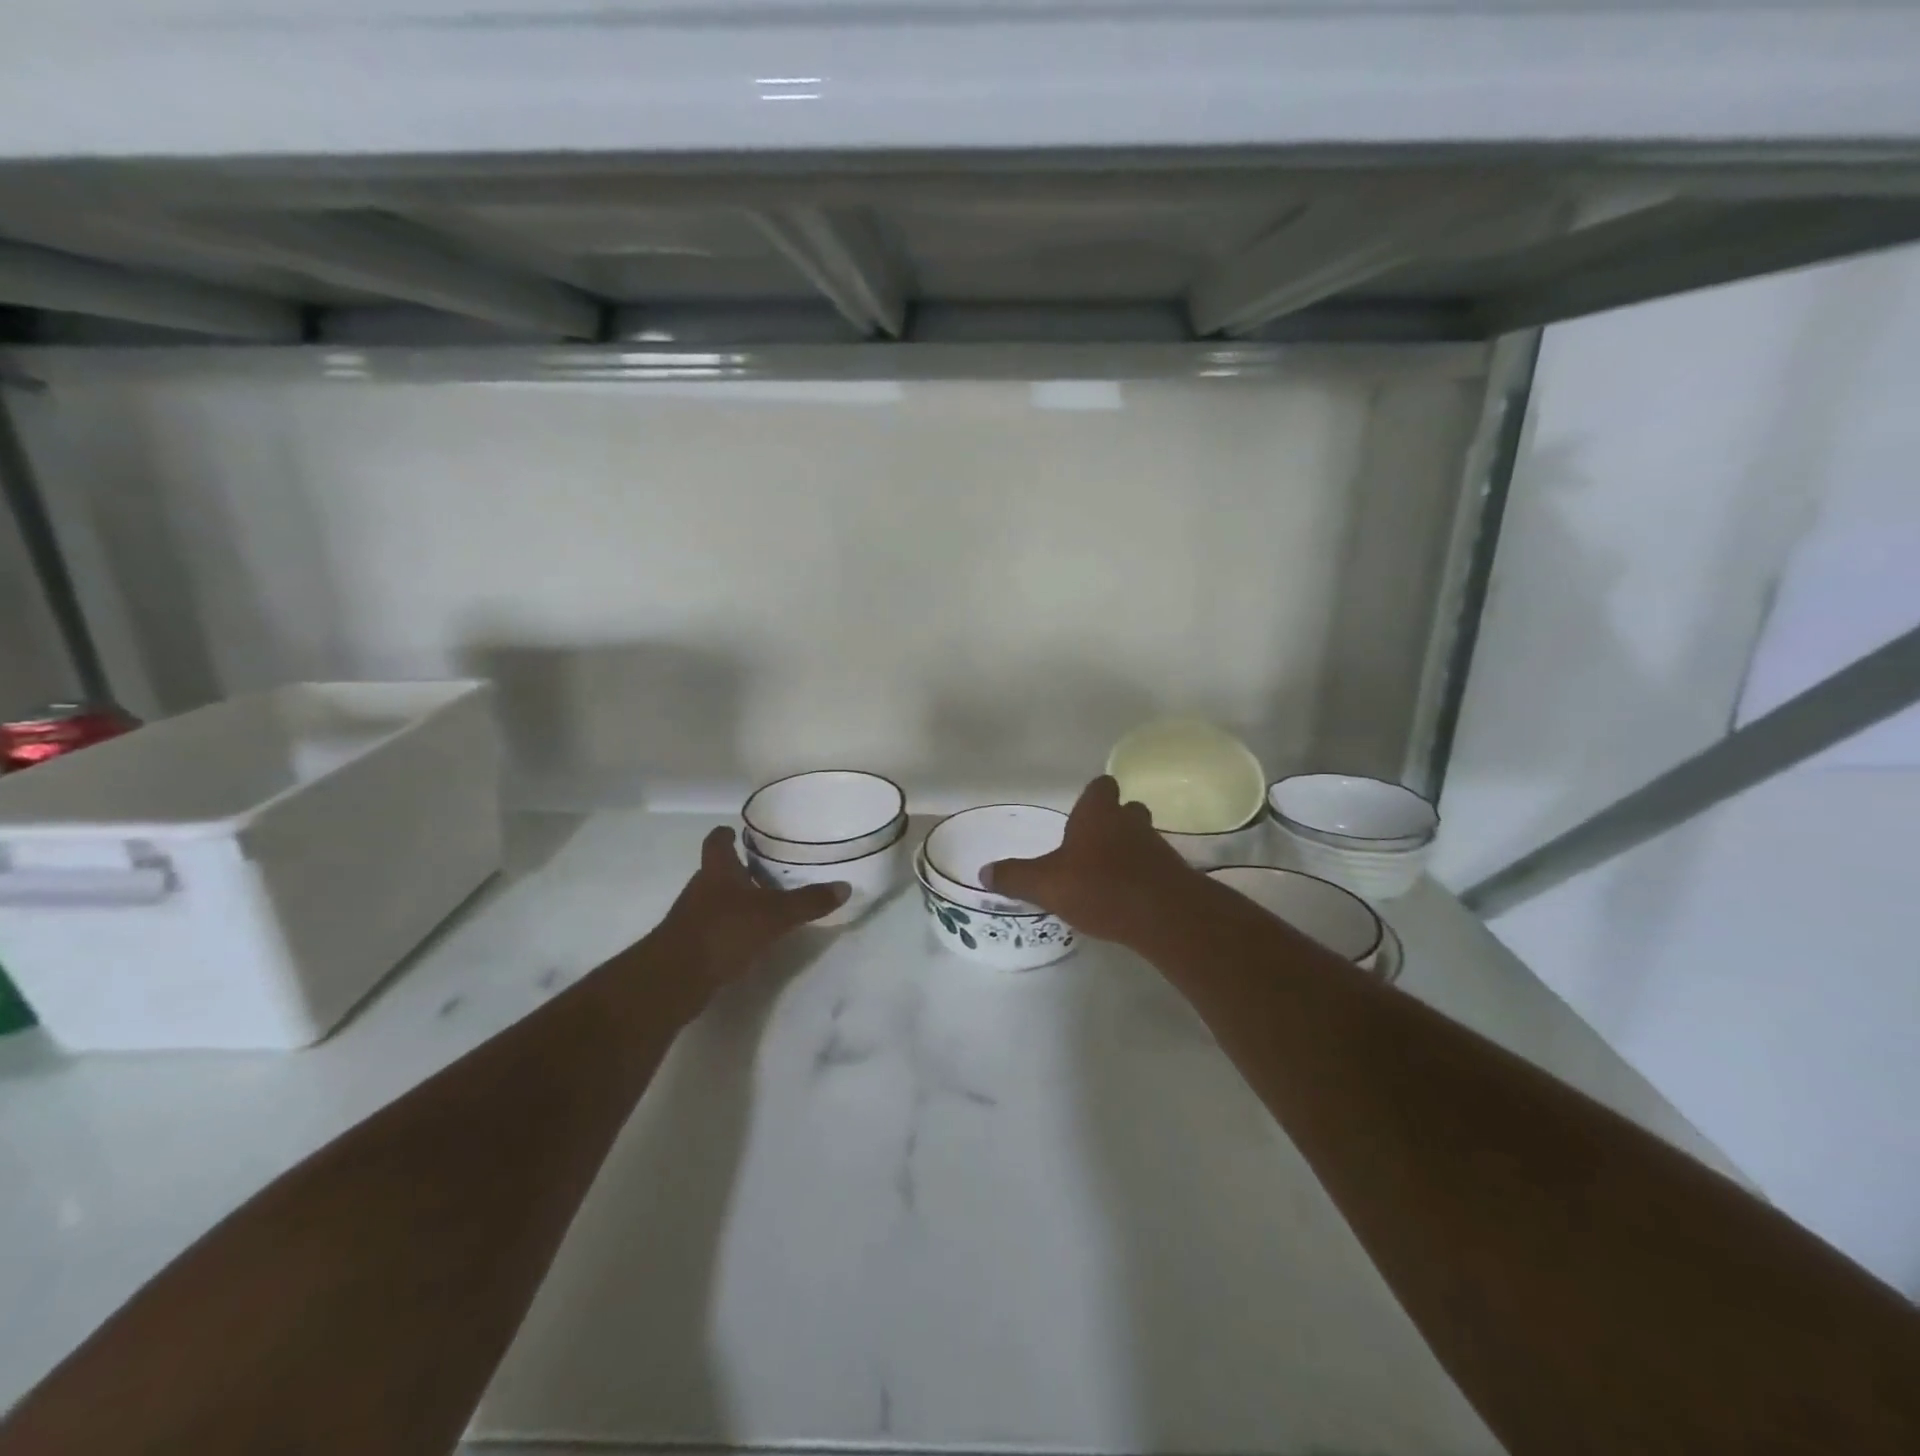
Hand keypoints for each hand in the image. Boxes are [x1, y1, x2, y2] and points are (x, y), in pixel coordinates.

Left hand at [652, 826, 849, 998]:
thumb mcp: (775, 915)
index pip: (717, 842)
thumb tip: (845, 887)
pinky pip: (713, 929)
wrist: (674, 979)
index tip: (738, 832)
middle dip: (738, 871)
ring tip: (764, 906)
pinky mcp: (689, 946)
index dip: (727, 835)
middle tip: (766, 871)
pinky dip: (729, 930)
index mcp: (717, 870)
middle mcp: (701, 888)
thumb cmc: (723, 931)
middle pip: (717, 872)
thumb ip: (809, 902)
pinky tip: (748, 940)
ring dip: (735, 902)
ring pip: (715, 901)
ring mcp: (691, 918)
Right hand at [983, 775, 1198, 943]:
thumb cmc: (1099, 886)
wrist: (1164, 915)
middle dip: (1111, 823)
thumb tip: (983, 872)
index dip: (1093, 796)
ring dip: (1127, 851)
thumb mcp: (1045, 884)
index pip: (1101, 786)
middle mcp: (1130, 820)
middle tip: (1091, 845)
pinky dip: (1142, 876)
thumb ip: (1015, 877)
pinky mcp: (1173, 874)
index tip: (1082, 812)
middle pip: (1125, 810)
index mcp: (1098, 813)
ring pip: (1141, 838)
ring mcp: (1156, 846)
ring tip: (1106, 875)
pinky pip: (1153, 867)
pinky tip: (1127, 898)